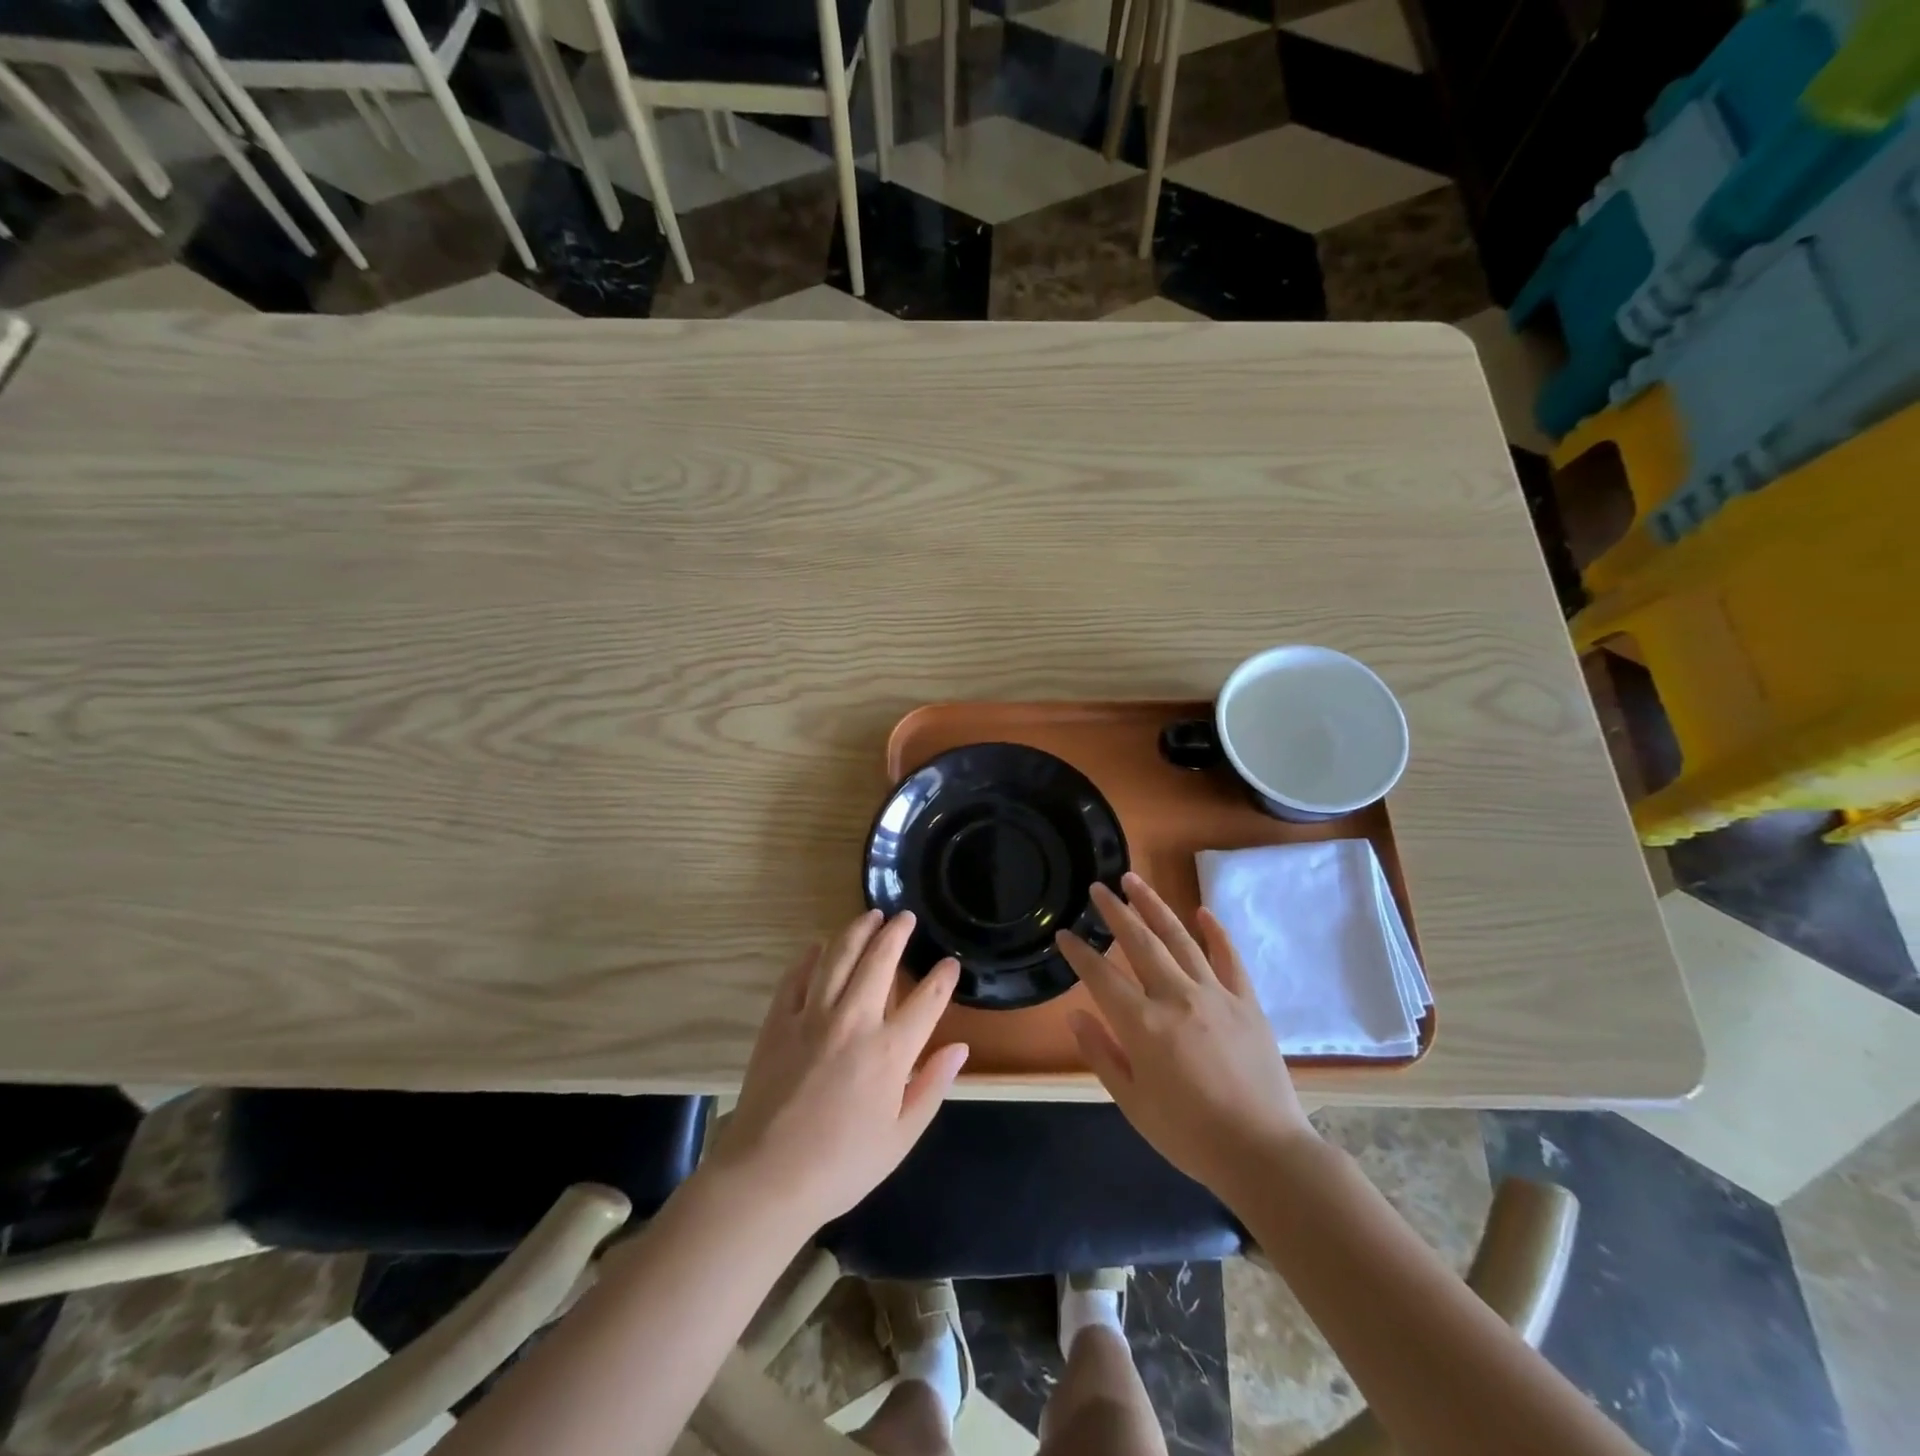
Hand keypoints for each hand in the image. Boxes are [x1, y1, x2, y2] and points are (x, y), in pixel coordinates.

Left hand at [706, 910, 969, 1229]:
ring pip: (839, 957)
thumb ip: (932, 1087)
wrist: (767, 1178)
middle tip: (906, 918)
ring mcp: (812, 1017)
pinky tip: (818, 946)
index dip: (942, 978)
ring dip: (857, 931)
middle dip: (897, 934)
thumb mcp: (901, 1137)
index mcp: (890, 1052)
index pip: (927, 1001)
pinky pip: (796, 977)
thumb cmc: (842, 1165)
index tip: (949, 964)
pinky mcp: (779, 1022)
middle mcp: (854, 1022)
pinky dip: (809, 957)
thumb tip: (960, 1048)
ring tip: (870, 915)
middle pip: (880, 962)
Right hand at [1057, 872, 1316, 1200]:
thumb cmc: (1190, 1135)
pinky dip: (1215, 932)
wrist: (1263, 1153)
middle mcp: (1176, 997)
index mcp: (1144, 1025)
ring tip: (1134, 880)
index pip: (1101, 976)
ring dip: (1154, 906)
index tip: (1064, 934)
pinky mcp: (1246, 1002)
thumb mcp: (1133, 1104)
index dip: (1079, 953)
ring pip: (1179, 938)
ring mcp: (1215, 995)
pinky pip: (1228, 957)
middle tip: (1098, 886)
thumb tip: (1076, 1016)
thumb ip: (1102, 1055)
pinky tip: (1201, 911)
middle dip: (1116, 911)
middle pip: (1140, 942)